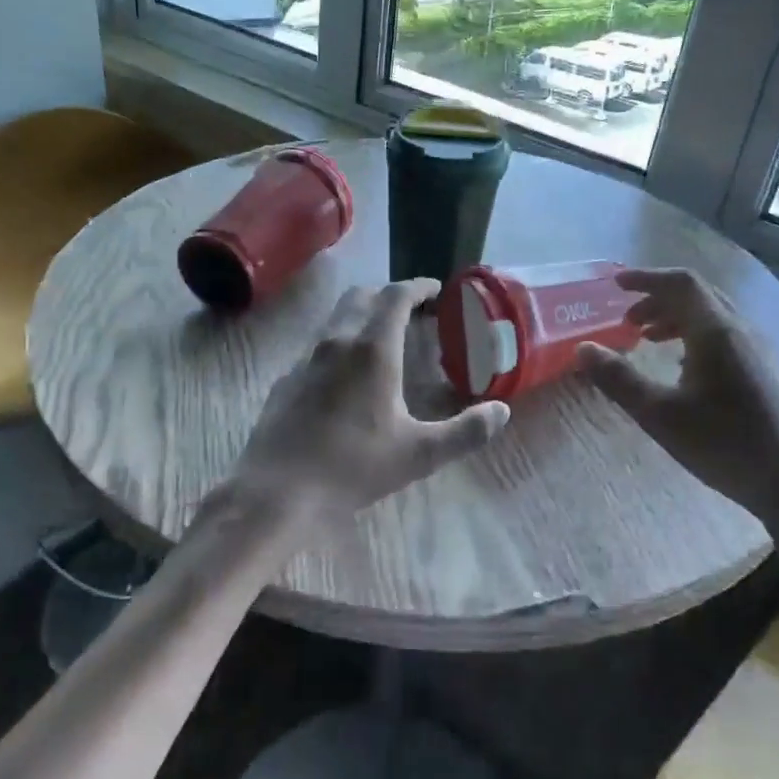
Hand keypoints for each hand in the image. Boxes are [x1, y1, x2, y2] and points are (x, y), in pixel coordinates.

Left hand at [229, 278, 509, 526]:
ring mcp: (305, 359)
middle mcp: (336, 342)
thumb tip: (501, 412)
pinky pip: (317, 348)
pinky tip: (345, 380)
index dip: (419, 286)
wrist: (277, 491)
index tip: (437, 289)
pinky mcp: (285, 380)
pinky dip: (339, 346)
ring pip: (336, 319)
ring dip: (361, 317)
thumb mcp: (419, 455)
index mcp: (372, 350)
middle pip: (362, 296)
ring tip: (382, 342)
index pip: (396, 296)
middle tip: (412, 312)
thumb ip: (465, 432)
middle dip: (389, 295)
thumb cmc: (353, 467)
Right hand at [577, 268, 778, 515]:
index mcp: (716, 332)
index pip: (681, 284)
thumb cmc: (724, 444)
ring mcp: (760, 351)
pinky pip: (727, 336)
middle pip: (698, 296)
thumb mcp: (659, 414)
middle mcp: (742, 331)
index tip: (615, 285)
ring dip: (677, 318)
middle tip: (627, 320)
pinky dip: (696, 336)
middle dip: (658, 300)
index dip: (646, 278)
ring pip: (714, 316)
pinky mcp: (768, 372)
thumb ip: (618, 379)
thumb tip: (582, 349)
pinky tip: (684, 369)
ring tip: (649, 340)